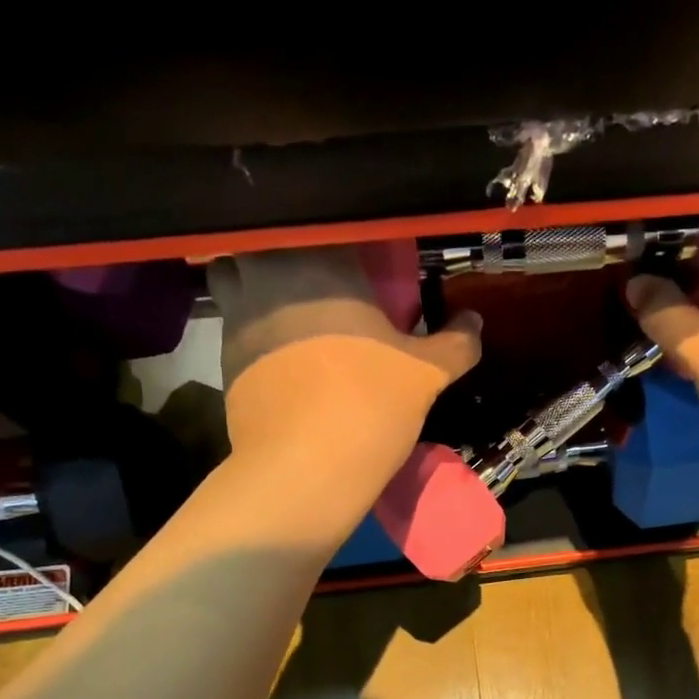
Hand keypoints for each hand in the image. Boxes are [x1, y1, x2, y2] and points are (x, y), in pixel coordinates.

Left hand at [208, 246, 481, 537]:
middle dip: (290, 262)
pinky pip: (236, 330)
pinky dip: (255, 337)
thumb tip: (475, 321)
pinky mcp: (223, 360)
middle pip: (270, 247)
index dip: (342, 246)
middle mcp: (269, 277)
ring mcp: (236, 318)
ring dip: (261, 293)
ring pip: (239, 283)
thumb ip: (456, 342)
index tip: (360, 270)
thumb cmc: (371, 403)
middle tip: (323, 292)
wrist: (305, 468)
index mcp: (321, 265)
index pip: (328, 231)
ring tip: (296, 324)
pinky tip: (282, 365)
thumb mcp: (428, 373)